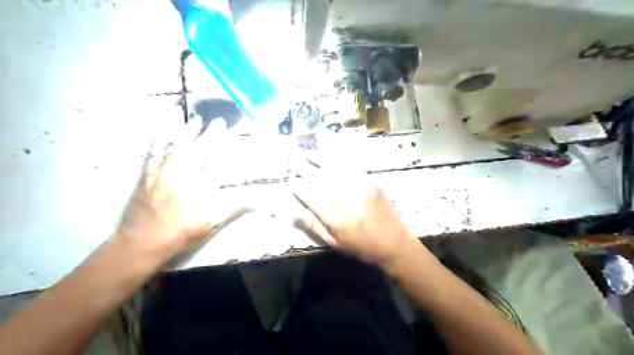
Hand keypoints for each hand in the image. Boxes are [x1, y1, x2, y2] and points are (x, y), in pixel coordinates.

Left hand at [114, 118, 246, 267]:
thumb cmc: (179, 235)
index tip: (229, 132)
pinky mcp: (146, 178)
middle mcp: (179, 176)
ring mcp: (160, 175)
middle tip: (215, 120)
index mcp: (196, 187)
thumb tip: (256, 202)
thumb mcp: (209, 225)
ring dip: (183, 133)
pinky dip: (156, 143)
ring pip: (173, 148)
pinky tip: (159, 133)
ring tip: (191, 119)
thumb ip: (231, 210)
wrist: (140, 244)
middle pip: (195, 150)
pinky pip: (151, 156)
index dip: (222, 145)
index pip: (213, 160)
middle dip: (207, 134)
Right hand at [291, 159, 419, 267]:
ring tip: (309, 153)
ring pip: (334, 167)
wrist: (394, 243)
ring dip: (319, 158)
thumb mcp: (335, 243)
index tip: (290, 181)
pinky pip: (352, 166)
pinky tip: (332, 155)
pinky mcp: (370, 181)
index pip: (309, 195)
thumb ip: (314, 226)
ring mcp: (359, 186)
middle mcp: (344, 197)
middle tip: (294, 161)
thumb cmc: (362, 247)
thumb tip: (294, 213)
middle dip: (304, 168)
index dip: (298, 187)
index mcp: (334, 216)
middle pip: (319, 178)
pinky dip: (339, 159)